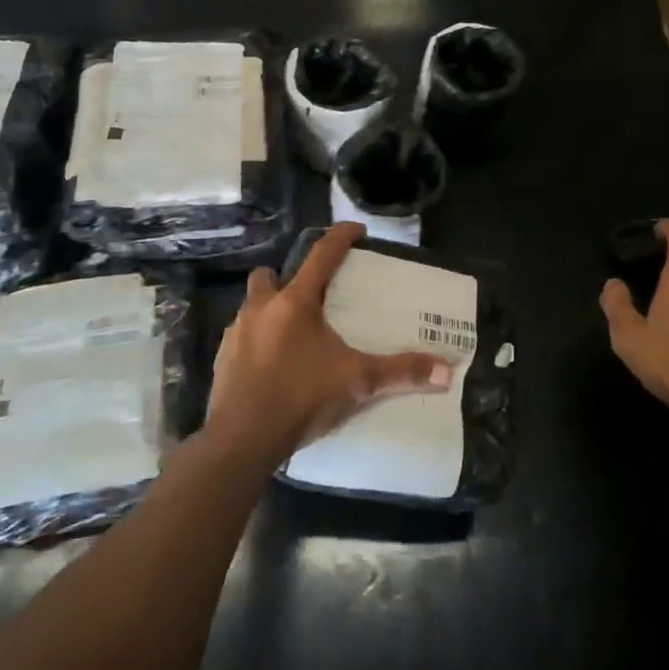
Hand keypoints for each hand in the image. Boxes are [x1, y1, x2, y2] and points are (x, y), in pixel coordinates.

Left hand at [208, 223, 451, 465]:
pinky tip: (273, 367)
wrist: (241, 439)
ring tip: (294, 336)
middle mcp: (261, 309)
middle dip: (286, 278)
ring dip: (270, 313)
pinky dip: (257, 344)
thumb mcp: (357, 382)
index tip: (356, 230)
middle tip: (310, 298)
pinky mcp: (222, 360)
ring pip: (252, 307)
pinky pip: (241, 339)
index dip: (341, 237)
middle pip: (269, 276)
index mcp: (295, 303)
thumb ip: (400, 372)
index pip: (321, 254)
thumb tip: (446, 370)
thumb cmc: (301, 397)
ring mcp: (236, 334)